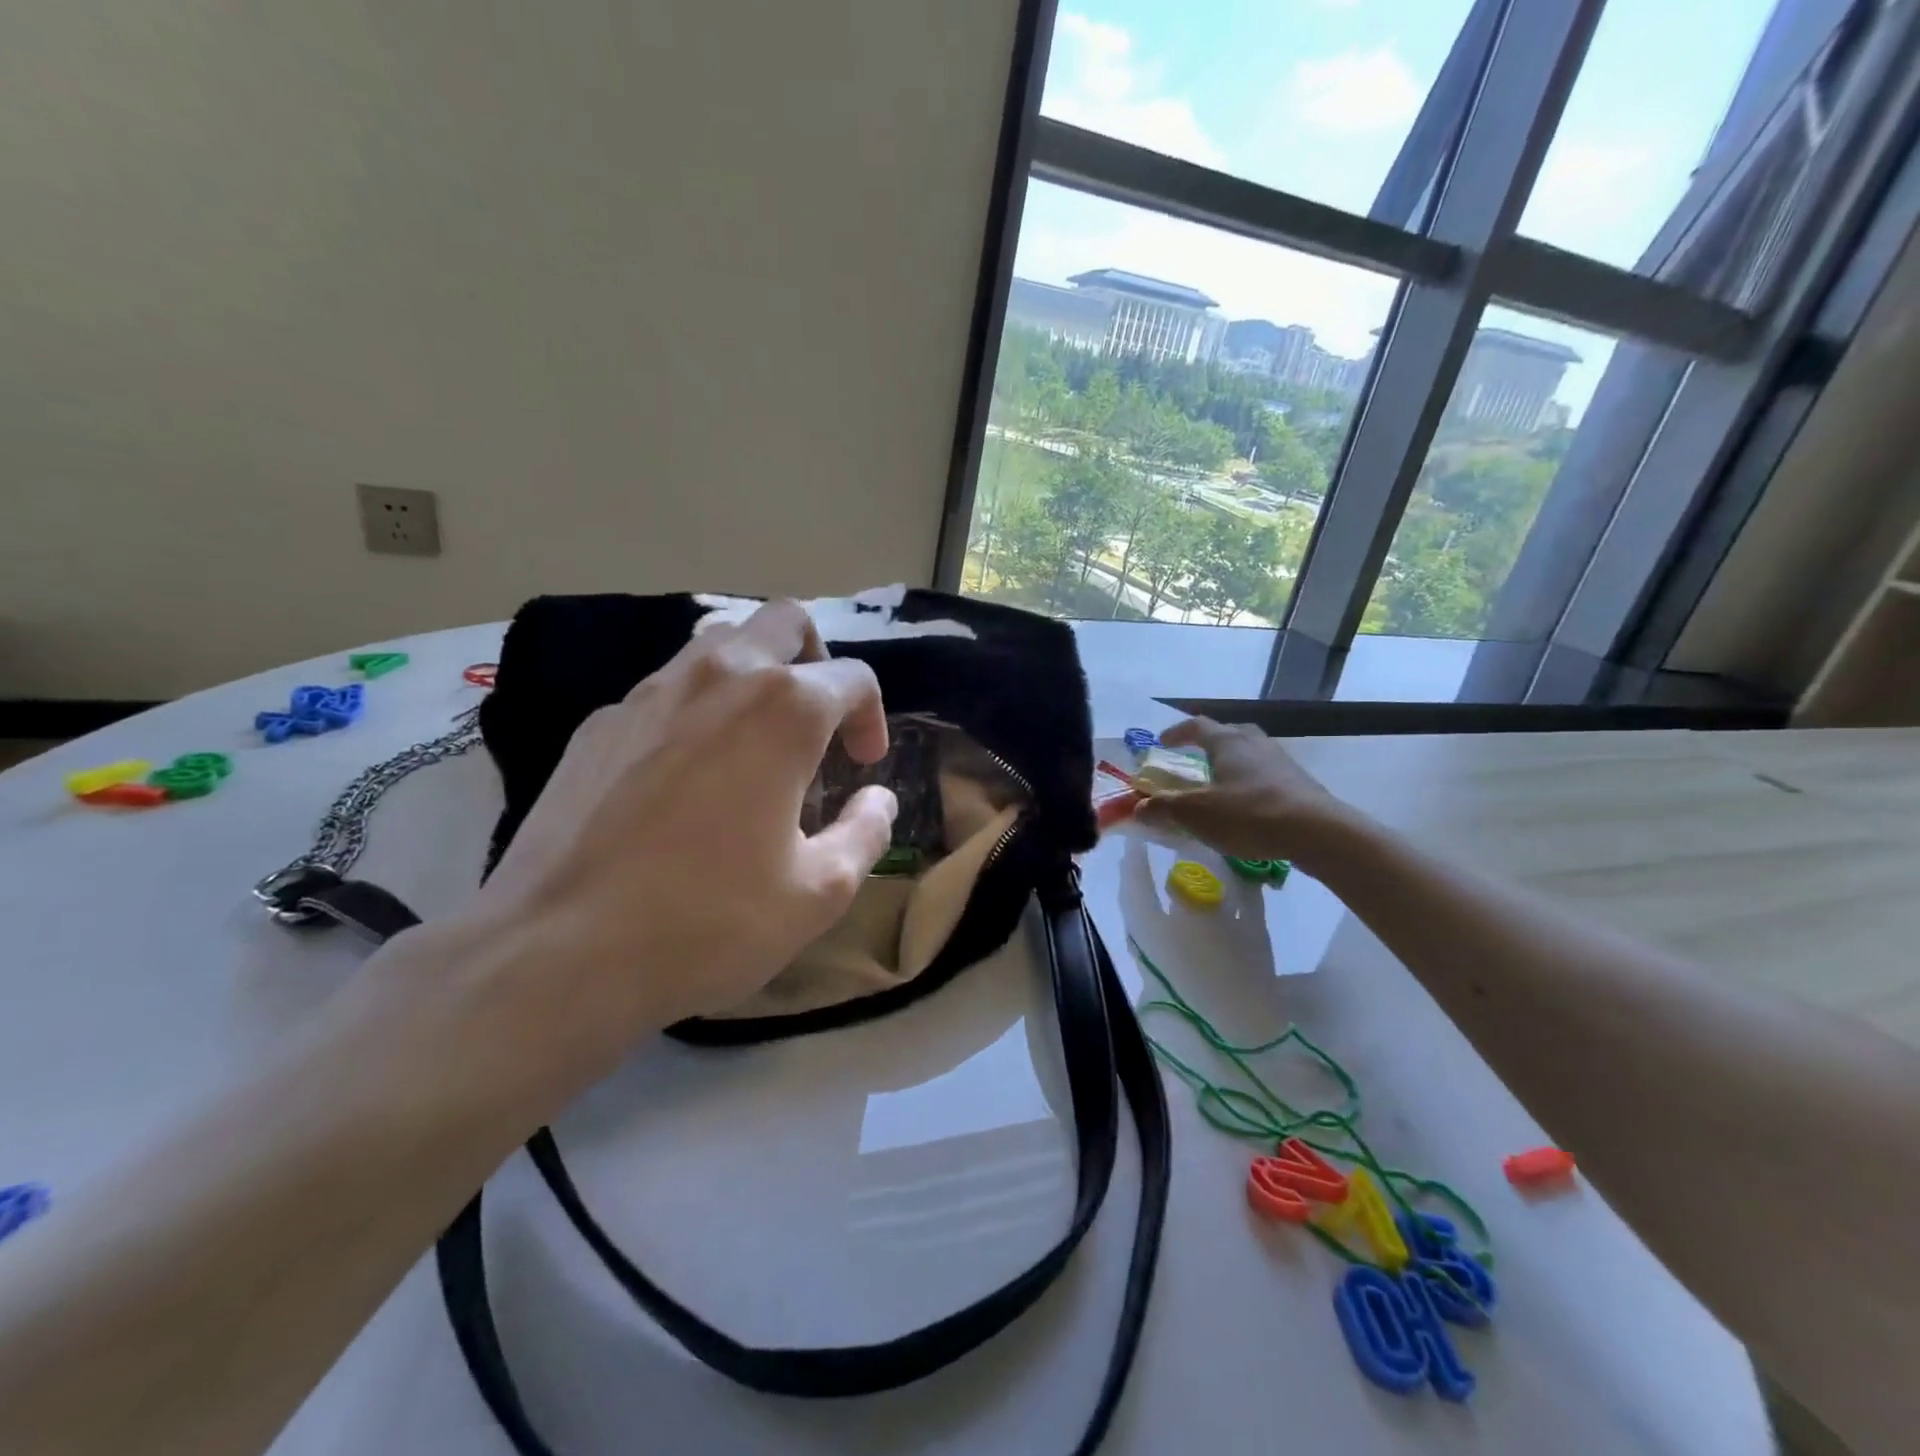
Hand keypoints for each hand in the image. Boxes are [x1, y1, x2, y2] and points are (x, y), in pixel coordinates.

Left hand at [455, 600, 896, 1077]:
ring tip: (756, 739)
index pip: (853, 678)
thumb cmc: (708, 920)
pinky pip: (665, 689)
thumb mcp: (818, 893)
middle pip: (785, 622)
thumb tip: (877, 799)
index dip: (871, 718)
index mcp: (784, 709)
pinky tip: (684, 774)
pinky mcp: (599, 723)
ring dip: (754, 673)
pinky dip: (695, 708)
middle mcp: (720, 678)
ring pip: (718, 641)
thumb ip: (866, 833)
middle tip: (817, 721)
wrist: (556, 953)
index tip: (862, 767)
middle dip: (816, 660)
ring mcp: (649, 693)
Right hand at [1133, 717, 1355, 872]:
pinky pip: (1267, 775)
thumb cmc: (1248, 814)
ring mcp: (1281, 761)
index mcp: (1227, 741)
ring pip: (1250, 753)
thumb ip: (1164, 808)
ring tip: (1221, 786)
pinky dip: (1251, 783)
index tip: (1162, 743)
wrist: (1317, 832)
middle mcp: (1254, 743)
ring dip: (1232, 764)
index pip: (1197, 725)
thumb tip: (1138, 807)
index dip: (1176, 732)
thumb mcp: (1196, 814)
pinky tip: (1248, 807)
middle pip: (1228, 733)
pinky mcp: (1299, 783)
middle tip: (1195, 761)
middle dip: (1208, 744)